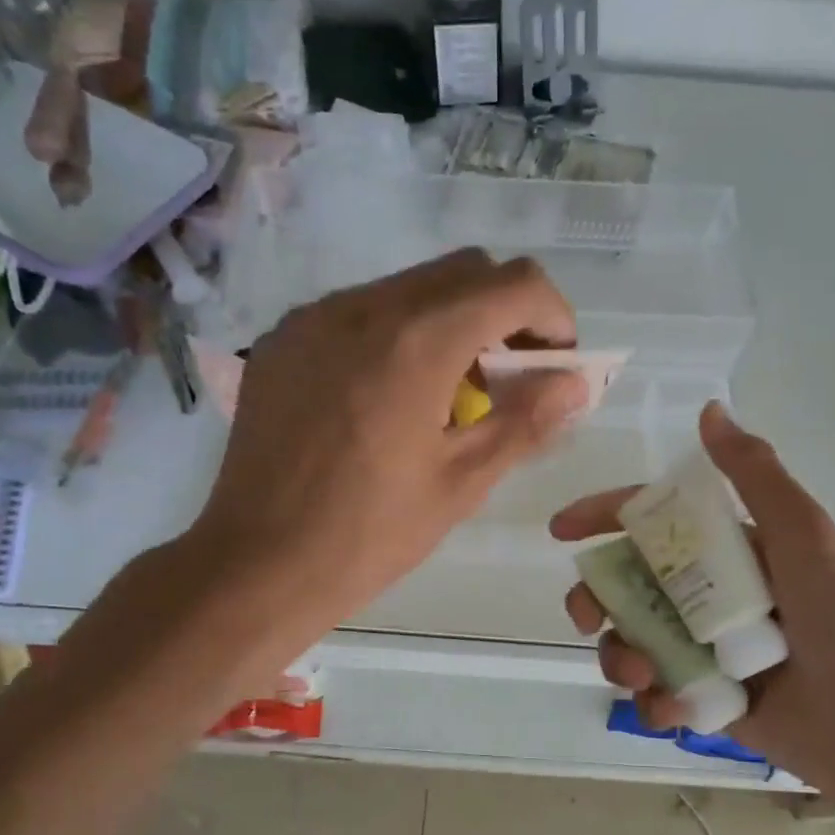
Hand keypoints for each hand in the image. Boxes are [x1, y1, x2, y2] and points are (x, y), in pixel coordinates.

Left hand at [197, 249, 588, 631]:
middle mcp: (364, 307)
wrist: (257, 563)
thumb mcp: (462, 482)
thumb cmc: (370, 534)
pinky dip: (397, 333)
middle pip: (465, 271)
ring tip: (448, 393)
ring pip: (410, 286)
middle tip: (509, 379)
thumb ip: (527, 421)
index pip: (514, 283)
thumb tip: (576, 383)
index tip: (555, 364)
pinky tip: (388, 397)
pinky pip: (360, 310)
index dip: (553, 316)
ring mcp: (315, 317)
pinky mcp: (285, 338)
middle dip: (504, 313)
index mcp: (417, 341)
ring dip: (451, 322)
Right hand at [550, 402, 834, 808]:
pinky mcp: (704, 700)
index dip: (602, 518)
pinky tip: (673, 709)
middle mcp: (707, 596)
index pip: (650, 523)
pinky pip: (653, 695)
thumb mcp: (805, 535)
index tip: (560, 531)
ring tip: (642, 676)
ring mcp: (703, 650)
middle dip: (595, 600)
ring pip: (628, 642)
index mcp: (726, 551)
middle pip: (625, 587)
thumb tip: (711, 409)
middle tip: (588, 618)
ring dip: (618, 657)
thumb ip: (755, 474)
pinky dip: (652, 701)